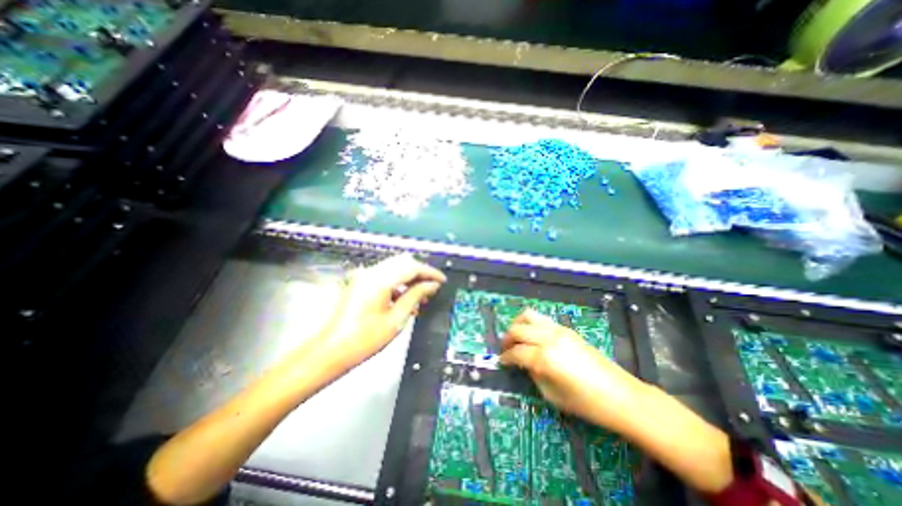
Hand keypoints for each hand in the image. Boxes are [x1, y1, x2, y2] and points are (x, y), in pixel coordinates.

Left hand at [322, 255, 445, 369]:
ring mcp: (364, 276)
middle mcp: (371, 272)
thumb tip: (432, 285)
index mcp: (379, 280)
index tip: (442, 281)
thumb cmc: (363, 340)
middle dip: (421, 272)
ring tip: (421, 295)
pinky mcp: (361, 283)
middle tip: (432, 287)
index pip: (411, 267)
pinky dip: (399, 282)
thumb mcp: (395, 319)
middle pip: (403, 262)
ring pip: (395, 267)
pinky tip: (405, 298)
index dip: (430, 272)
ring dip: (410, 277)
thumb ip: (415, 296)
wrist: (329, 351)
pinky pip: (386, 275)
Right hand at [500, 308, 649, 431]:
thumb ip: (533, 374)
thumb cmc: (585, 403)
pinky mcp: (566, 329)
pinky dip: (532, 324)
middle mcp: (548, 338)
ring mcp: (558, 330)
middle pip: (518, 329)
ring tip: (517, 337)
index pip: (515, 352)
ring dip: (518, 325)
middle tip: (506, 349)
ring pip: (528, 315)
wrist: (620, 395)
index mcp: (543, 357)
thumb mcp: (551, 394)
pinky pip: (542, 319)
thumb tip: (523, 362)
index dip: (505, 357)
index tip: (501, 361)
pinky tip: (534, 337)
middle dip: (507, 339)